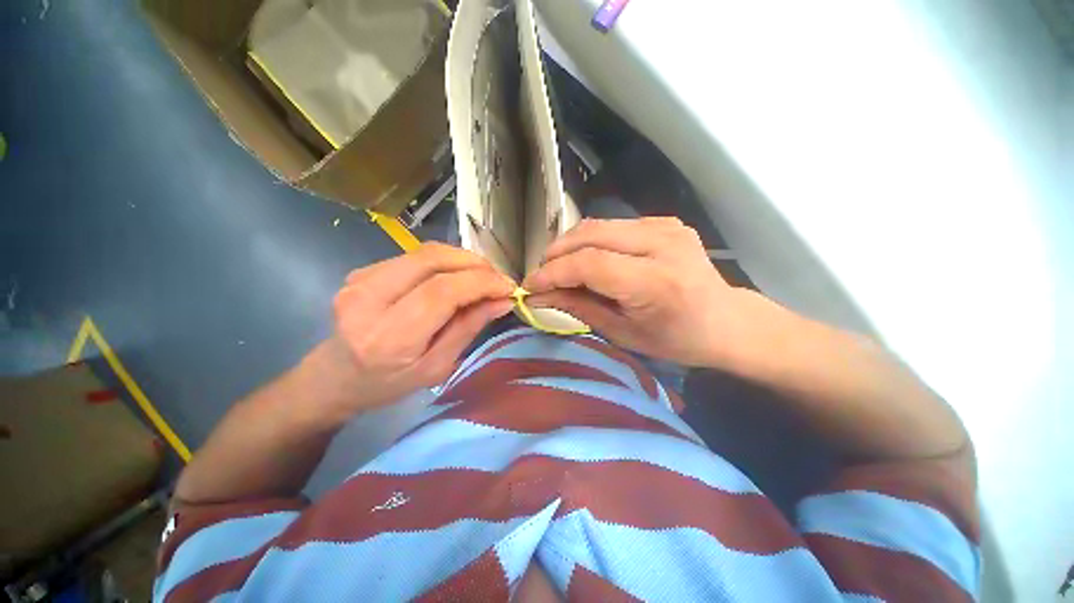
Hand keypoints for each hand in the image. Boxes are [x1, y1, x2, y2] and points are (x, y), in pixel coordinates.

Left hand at [328, 243, 514, 415]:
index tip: (508, 286)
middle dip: (475, 263)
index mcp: (388, 337)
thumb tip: (502, 300)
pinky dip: (444, 261)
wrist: (336, 377)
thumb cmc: (389, 383)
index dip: (481, 282)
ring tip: (482, 276)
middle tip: (497, 278)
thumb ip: (469, 328)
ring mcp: (360, 279)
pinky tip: (456, 276)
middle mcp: (368, 300)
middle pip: (433, 261)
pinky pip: (415, 255)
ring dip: (462, 259)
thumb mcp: (437, 367)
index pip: (442, 292)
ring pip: (426, 252)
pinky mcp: (362, 270)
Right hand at [523, 217, 751, 367]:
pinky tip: (589, 259)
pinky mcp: (665, 221)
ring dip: (571, 244)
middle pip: (591, 234)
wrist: (726, 321)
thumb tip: (538, 297)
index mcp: (655, 281)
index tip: (530, 285)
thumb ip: (578, 308)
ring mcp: (666, 226)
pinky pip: (614, 225)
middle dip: (556, 253)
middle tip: (542, 275)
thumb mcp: (623, 333)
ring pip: (599, 224)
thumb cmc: (676, 339)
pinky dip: (592, 240)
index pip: (589, 264)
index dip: (553, 272)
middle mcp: (663, 244)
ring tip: (560, 267)